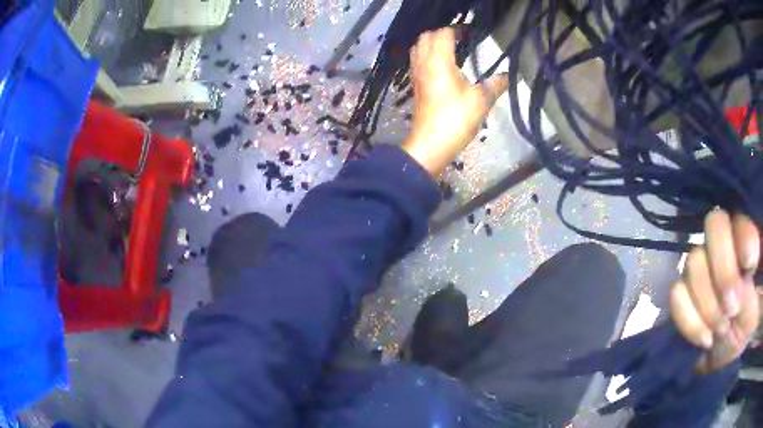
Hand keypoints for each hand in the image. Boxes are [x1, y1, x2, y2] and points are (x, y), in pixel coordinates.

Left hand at [402, 28, 507, 176]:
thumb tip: (508, 76)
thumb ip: (496, 85)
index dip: (457, 30)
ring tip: (450, 51)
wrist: (431, 144)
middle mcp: (424, 63)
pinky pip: (417, 62)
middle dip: (442, 34)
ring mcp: (417, 75)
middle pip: (426, 37)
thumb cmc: (456, 119)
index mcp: (439, 61)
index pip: (443, 34)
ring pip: (418, 49)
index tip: (471, 34)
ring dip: (431, 44)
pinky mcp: (415, 86)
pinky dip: (427, 57)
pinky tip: (441, 67)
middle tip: (461, 40)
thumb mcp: (481, 101)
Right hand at [671, 209, 760, 372]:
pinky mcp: (687, 299)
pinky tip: (706, 340)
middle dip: (724, 273)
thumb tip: (762, 244)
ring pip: (693, 265)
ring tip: (722, 329)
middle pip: (713, 227)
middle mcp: (725, 242)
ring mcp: (704, 270)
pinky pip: (676, 297)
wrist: (744, 339)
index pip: (738, 213)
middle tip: (733, 308)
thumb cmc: (760, 304)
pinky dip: (690, 321)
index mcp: (747, 233)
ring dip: (708, 304)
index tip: (751, 267)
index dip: (743, 237)